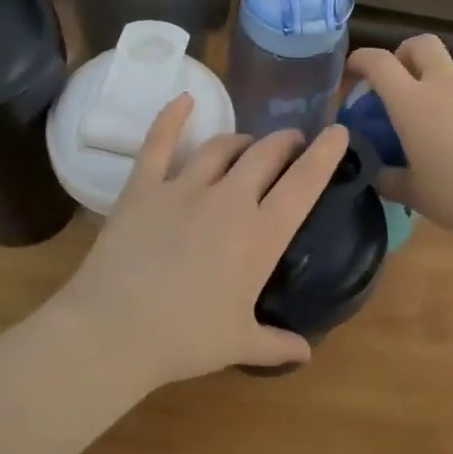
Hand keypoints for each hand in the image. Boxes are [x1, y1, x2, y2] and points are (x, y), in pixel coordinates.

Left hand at [60, 95, 350, 385]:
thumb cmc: (185, 340)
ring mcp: (184, 188)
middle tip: (291, 144)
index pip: (304, 183)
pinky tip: (184, 99)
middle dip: (285, 142)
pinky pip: (160, 142)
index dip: (325, 154)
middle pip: (266, 154)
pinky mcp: (144, 186)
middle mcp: (229, 200)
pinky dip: (172, 117)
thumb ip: (278, 344)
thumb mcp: (240, 344)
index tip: (338, 132)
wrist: (115, 331)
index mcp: (261, 236)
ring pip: (222, 146)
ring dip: (242, 140)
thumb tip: (306, 354)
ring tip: (248, 144)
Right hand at [348, 36, 452, 242]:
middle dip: (407, 53)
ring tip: (445, 105)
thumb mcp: (413, 194)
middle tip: (404, 76)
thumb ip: (389, 179)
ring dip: (445, 76)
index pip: (379, 63)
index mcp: (412, 103)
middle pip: (422, 44)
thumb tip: (377, 174)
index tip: (355, 69)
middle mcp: (446, 85)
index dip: (362, 59)